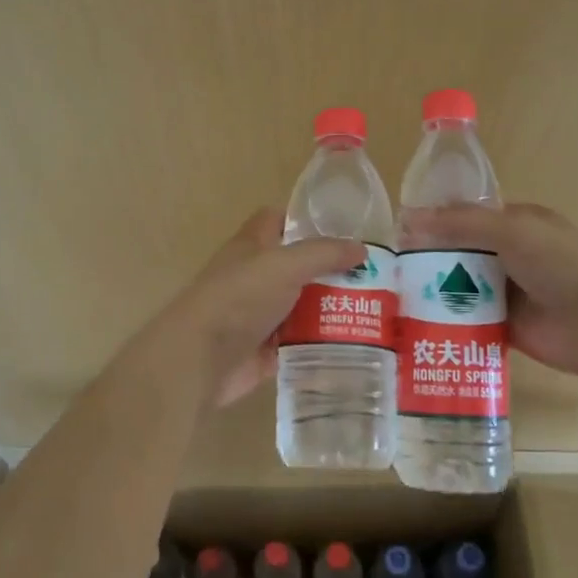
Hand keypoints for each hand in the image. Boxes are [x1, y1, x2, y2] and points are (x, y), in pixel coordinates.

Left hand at [122, 209, 364, 408]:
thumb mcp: (285, 265)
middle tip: (375, 277)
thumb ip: (323, 254)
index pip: (277, 220)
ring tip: (376, 311)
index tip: (343, 229)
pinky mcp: (265, 350)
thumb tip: (361, 249)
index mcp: (252, 246)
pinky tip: (354, 344)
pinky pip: (299, 343)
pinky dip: (321, 344)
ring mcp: (259, 315)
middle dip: (330, 271)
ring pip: (301, 306)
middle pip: (297, 267)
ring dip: (331, 310)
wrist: (200, 358)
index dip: (304, 220)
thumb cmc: (239, 298)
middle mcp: (255, 277)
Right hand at [402, 203, 577, 378]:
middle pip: (460, 253)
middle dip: (428, 258)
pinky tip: (415, 323)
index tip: (398, 230)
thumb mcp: (509, 229)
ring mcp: (506, 293)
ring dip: (434, 291)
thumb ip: (460, 223)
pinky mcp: (503, 327)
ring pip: (461, 287)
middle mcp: (509, 255)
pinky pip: (468, 320)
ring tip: (393, 295)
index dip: (435, 221)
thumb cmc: (558, 263)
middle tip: (389, 267)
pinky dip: (447, 321)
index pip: (466, 217)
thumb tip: (408, 219)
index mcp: (515, 224)